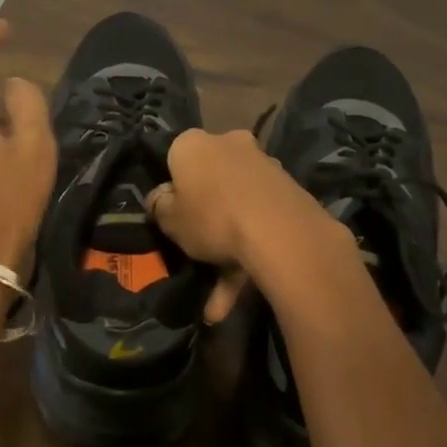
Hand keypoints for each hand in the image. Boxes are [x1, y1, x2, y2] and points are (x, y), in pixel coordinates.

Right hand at [146, 128, 345, 322]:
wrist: (279, 230)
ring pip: (237, 206)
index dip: (172, 189)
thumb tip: (159, 198)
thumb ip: (159, 206)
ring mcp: (262, 165)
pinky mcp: (287, 189)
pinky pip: (259, 220)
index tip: (172, 215)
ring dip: (228, 247)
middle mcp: (229, 144)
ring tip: (218, 302)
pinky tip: (242, 291)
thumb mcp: (169, 219)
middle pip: (210, 181)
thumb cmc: (211, 217)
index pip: (175, 159)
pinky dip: (250, 253)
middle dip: (205, 218)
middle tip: (197, 250)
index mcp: (193, 144)